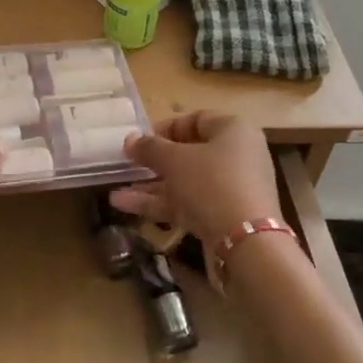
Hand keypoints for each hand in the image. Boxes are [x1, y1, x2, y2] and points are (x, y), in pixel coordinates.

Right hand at [108, 112, 279, 245]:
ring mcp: (231, 189)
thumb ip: (149, 148)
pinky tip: (125, 206)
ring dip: (152, 186)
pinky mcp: (224, 217)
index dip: (165, 128)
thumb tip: (130, 140)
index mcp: (234, 131)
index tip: (140, 140)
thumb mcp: (174, 160)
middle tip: (128, 165)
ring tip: (117, 190)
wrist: (245, 243)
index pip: (197, 119)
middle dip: (155, 161)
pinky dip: (160, 204)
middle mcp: (237, 156)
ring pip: (186, 182)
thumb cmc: (211, 184)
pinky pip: (189, 203)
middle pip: (190, 153)